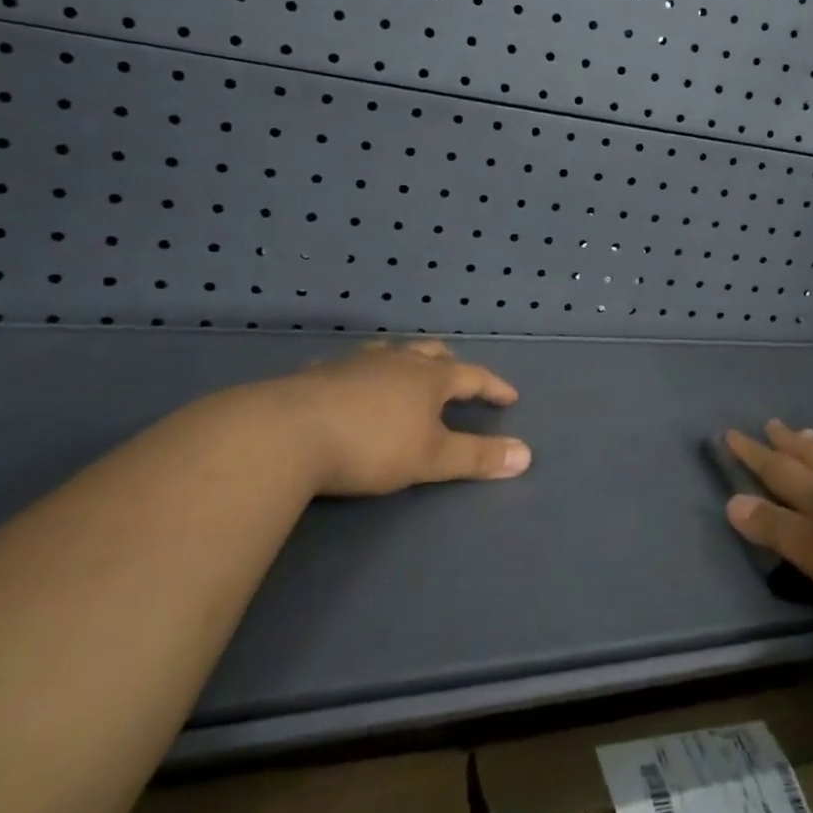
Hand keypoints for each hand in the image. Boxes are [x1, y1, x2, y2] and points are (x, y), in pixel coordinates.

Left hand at [242, 338, 528, 496]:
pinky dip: (360, 374)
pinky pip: (347, 368)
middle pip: (432, 354)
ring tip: (408, 372)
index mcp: (429, 378)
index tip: (510, 397)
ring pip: (390, 354)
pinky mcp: (317, 376)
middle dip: (451, 365)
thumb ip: (477, 456)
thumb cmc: (371, 445)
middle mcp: (397, 362)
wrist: (286, 434)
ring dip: (406, 362)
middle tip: (460, 377)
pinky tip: (348, 384)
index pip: (473, 376)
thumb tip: (526, 455)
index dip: (493, 386)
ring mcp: (355, 365)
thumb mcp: (431, 458)